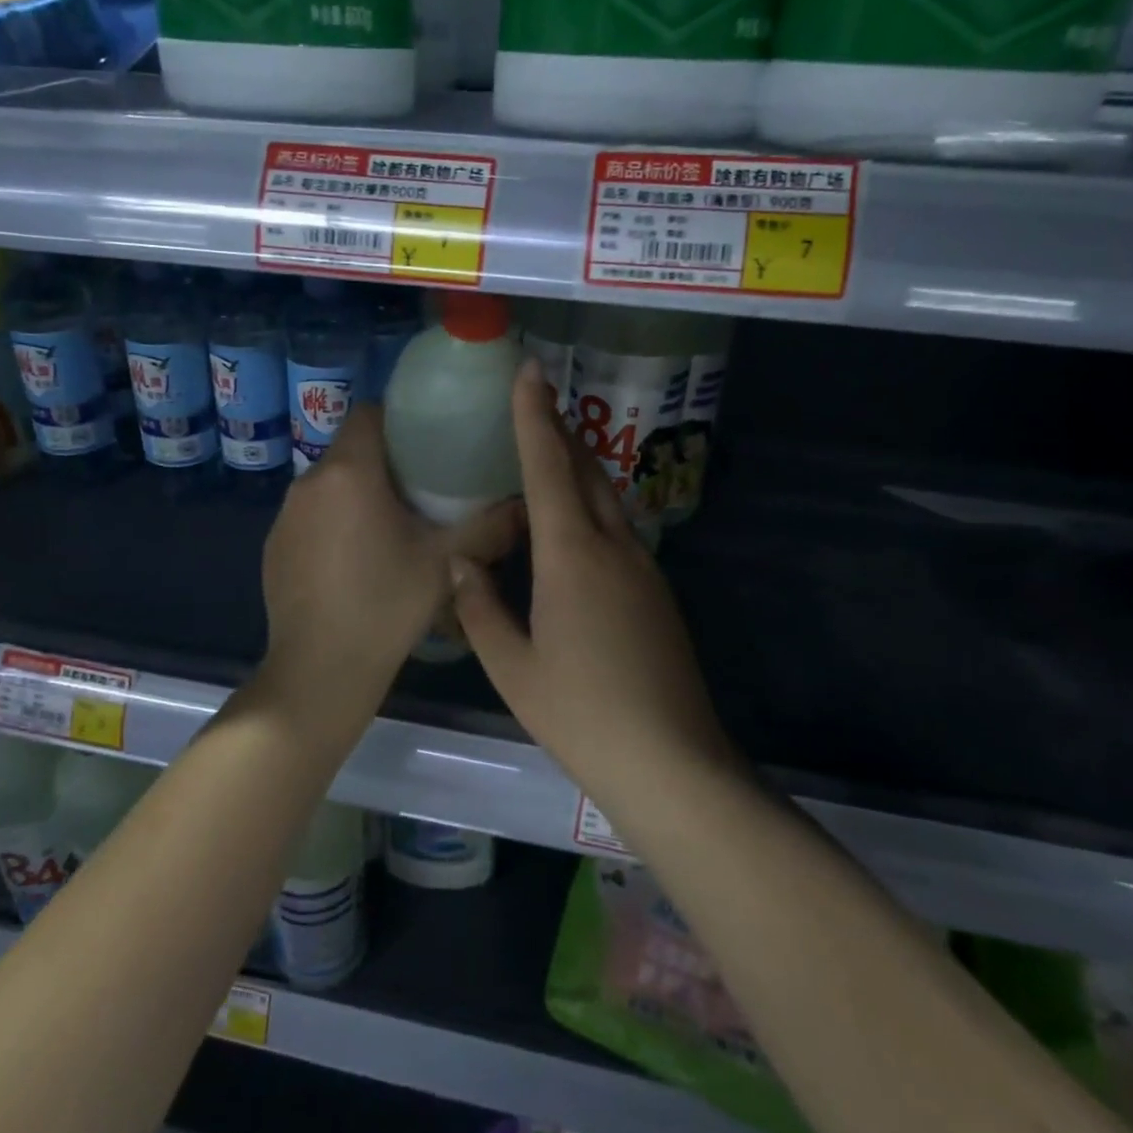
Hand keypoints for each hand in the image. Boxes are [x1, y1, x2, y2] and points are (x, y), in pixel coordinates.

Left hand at [259, 403, 522, 716]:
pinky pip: (309, 516)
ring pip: (329, 484)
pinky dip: (333, 523)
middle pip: (351, 449)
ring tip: (391, 526)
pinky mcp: (273, 546)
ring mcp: (285, 516)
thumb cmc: (386, 605)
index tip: (429, 443)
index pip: (370, 414)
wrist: (319, 670)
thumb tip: (525, 503)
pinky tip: (355, 561)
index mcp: (349, 472)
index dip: (400, 420)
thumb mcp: (446, 563)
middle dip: (385, 461)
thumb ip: (490, 526)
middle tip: (422, 489)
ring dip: (357, 493)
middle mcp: (309, 482)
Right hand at [452, 360, 736, 795]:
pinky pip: (618, 529)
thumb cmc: (582, 714)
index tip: (529, 371)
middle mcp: (614, 547)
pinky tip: (571, 525)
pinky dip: (590, 506)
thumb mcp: (512, 667)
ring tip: (547, 451)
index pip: (549, 468)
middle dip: (559, 430)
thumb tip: (461, 565)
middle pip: (586, 470)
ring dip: (578, 467)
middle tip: (534, 400)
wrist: (671, 761)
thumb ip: (480, 608)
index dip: (534, 417)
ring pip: (606, 498)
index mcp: (572, 556)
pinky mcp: (656, 591)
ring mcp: (644, 567)